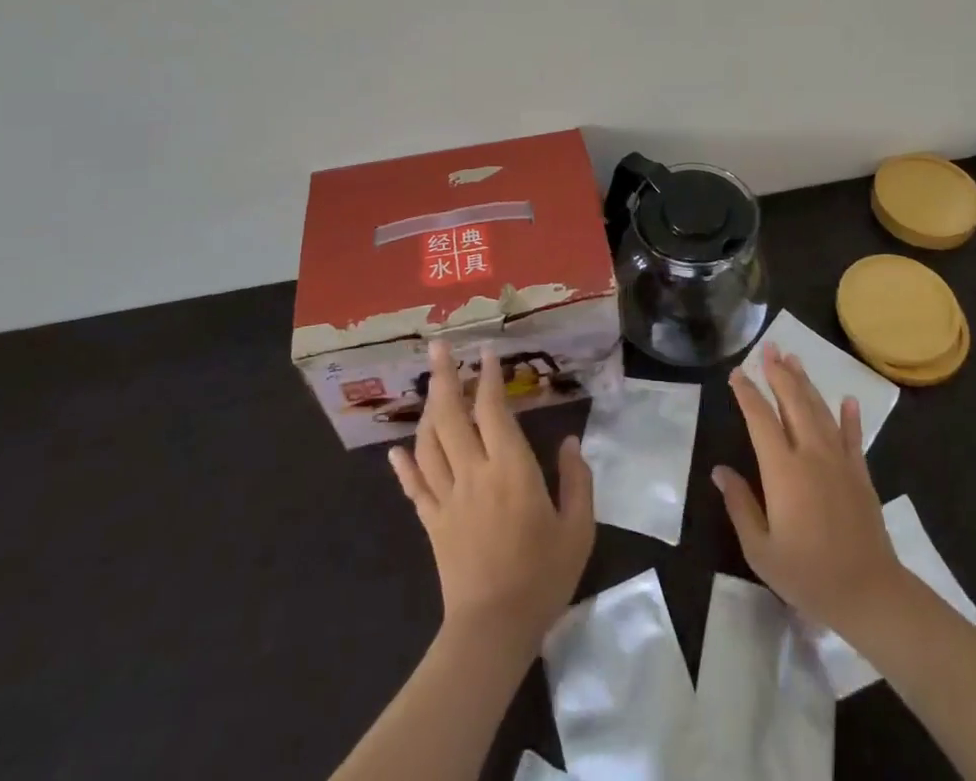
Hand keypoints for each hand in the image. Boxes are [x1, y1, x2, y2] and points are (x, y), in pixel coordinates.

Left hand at [388, 341, 594, 655]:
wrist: (493, 628)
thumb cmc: (542, 575)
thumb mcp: (578, 528)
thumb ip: (577, 480)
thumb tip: (572, 440)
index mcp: (510, 469)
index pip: (493, 411)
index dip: (489, 378)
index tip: (487, 352)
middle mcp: (474, 472)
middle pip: (451, 416)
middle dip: (444, 378)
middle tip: (437, 347)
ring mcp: (447, 497)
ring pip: (429, 443)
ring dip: (427, 410)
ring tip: (430, 387)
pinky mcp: (432, 522)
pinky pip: (414, 486)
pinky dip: (404, 465)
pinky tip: (396, 450)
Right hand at [713, 345, 905, 633]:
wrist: (869, 593)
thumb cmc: (808, 575)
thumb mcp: (761, 549)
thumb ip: (740, 505)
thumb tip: (720, 471)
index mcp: (783, 470)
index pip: (760, 419)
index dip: (747, 393)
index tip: (737, 373)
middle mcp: (811, 454)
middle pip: (793, 402)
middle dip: (779, 373)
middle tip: (769, 347)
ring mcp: (840, 461)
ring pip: (820, 411)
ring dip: (806, 383)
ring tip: (794, 359)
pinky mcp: (861, 473)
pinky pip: (853, 437)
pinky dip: (850, 417)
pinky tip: (848, 400)